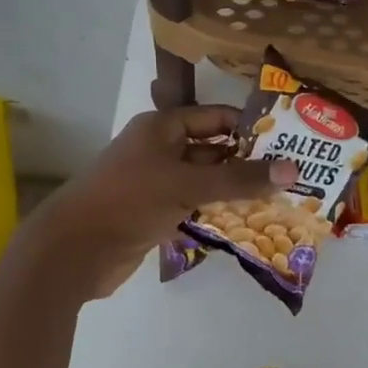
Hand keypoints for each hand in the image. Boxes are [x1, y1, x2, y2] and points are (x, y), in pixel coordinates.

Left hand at [29, 106, 298, 298]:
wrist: (74, 250)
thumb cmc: (129, 201)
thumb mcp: (187, 184)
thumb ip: (239, 179)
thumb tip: (293, 169)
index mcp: (161, 127)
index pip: (215, 117)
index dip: (249, 127)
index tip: (288, 140)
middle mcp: (159, 150)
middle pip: (212, 150)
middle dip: (247, 162)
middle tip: (293, 174)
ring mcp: (156, 183)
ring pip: (205, 181)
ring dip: (235, 190)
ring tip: (281, 199)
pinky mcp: (155, 213)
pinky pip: (194, 206)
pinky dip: (217, 211)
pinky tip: (250, 222)